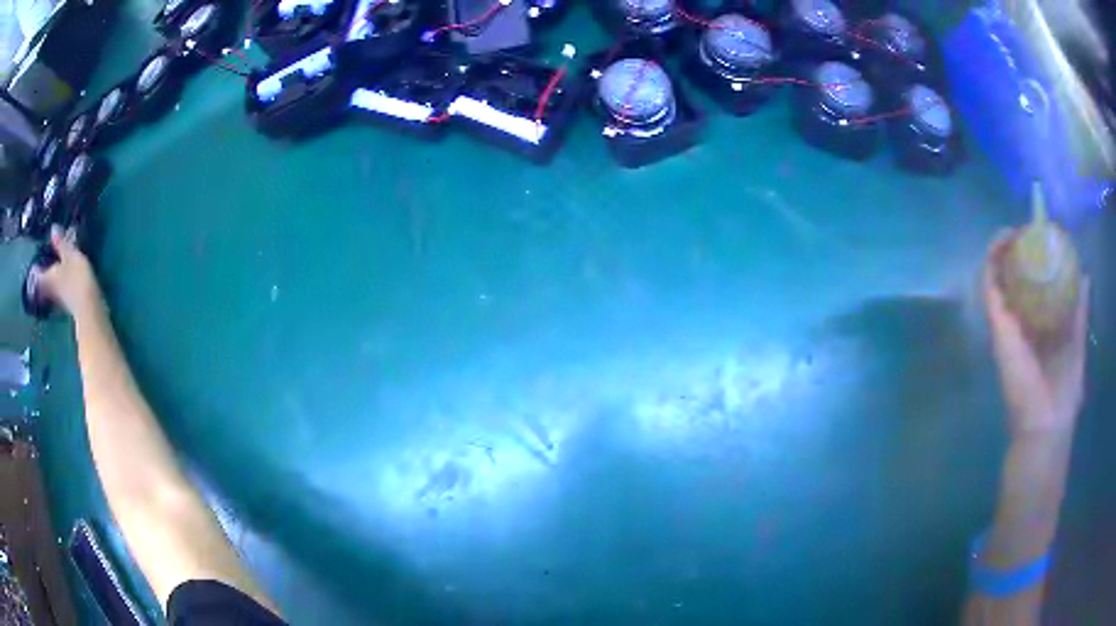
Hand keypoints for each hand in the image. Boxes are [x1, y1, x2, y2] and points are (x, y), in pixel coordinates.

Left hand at [37, 226, 103, 318]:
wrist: (89, 308)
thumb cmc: (76, 278)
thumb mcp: (70, 255)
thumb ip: (60, 243)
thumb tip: (52, 228)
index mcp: (47, 277)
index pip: (36, 274)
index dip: (34, 268)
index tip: (34, 262)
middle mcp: (49, 290)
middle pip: (41, 283)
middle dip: (41, 275)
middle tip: (42, 265)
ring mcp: (58, 300)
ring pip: (49, 288)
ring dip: (49, 281)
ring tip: (53, 270)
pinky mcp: (66, 305)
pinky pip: (58, 293)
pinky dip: (58, 286)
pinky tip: (62, 281)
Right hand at [983, 229, 1089, 438]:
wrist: (1045, 423)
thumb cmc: (1064, 389)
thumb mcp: (1078, 342)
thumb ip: (1080, 311)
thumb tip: (1085, 275)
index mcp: (1041, 322)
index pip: (1034, 282)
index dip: (1035, 256)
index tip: (1042, 236)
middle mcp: (1022, 318)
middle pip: (1014, 275)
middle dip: (1018, 249)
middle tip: (1028, 230)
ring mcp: (1008, 320)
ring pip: (998, 275)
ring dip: (1002, 248)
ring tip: (1012, 231)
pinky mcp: (998, 324)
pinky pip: (990, 285)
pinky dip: (993, 260)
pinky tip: (1003, 241)